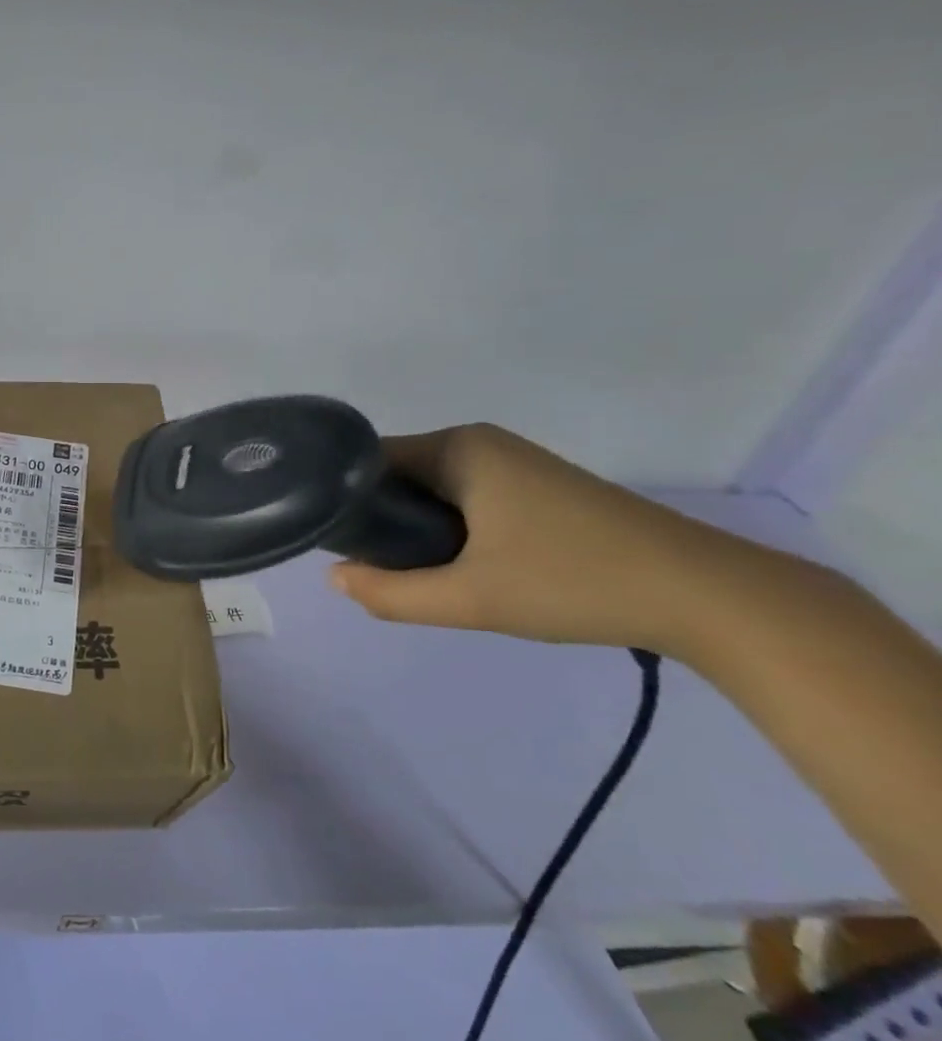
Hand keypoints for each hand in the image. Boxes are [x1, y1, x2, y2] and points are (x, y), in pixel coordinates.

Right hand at [328, 423, 770, 657]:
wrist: (710, 597)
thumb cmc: (575, 582)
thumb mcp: (471, 598)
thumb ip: (391, 593)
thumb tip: (334, 577)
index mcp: (457, 448)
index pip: (368, 460)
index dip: (342, 497)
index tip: (331, 539)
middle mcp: (480, 443)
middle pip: (399, 474)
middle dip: (380, 518)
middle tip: (374, 567)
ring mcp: (513, 463)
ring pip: (433, 490)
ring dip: (415, 527)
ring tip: (415, 572)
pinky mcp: (538, 487)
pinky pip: (465, 498)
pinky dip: (449, 527)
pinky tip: (463, 567)